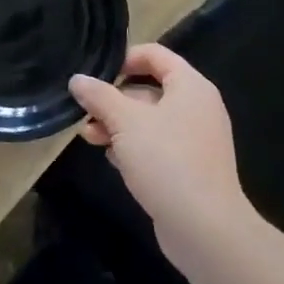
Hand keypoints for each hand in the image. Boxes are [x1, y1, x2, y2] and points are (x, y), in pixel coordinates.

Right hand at [69, 45, 249, 250]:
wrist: (205, 228)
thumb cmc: (166, 161)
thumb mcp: (125, 121)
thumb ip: (99, 96)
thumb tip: (78, 79)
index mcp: (191, 87)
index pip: (155, 55)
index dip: (123, 59)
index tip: (95, 76)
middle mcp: (197, 108)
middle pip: (149, 89)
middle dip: (113, 99)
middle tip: (85, 113)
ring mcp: (195, 140)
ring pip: (149, 121)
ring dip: (117, 125)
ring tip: (90, 138)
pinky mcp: (189, 168)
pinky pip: (157, 146)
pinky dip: (133, 148)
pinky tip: (113, 160)